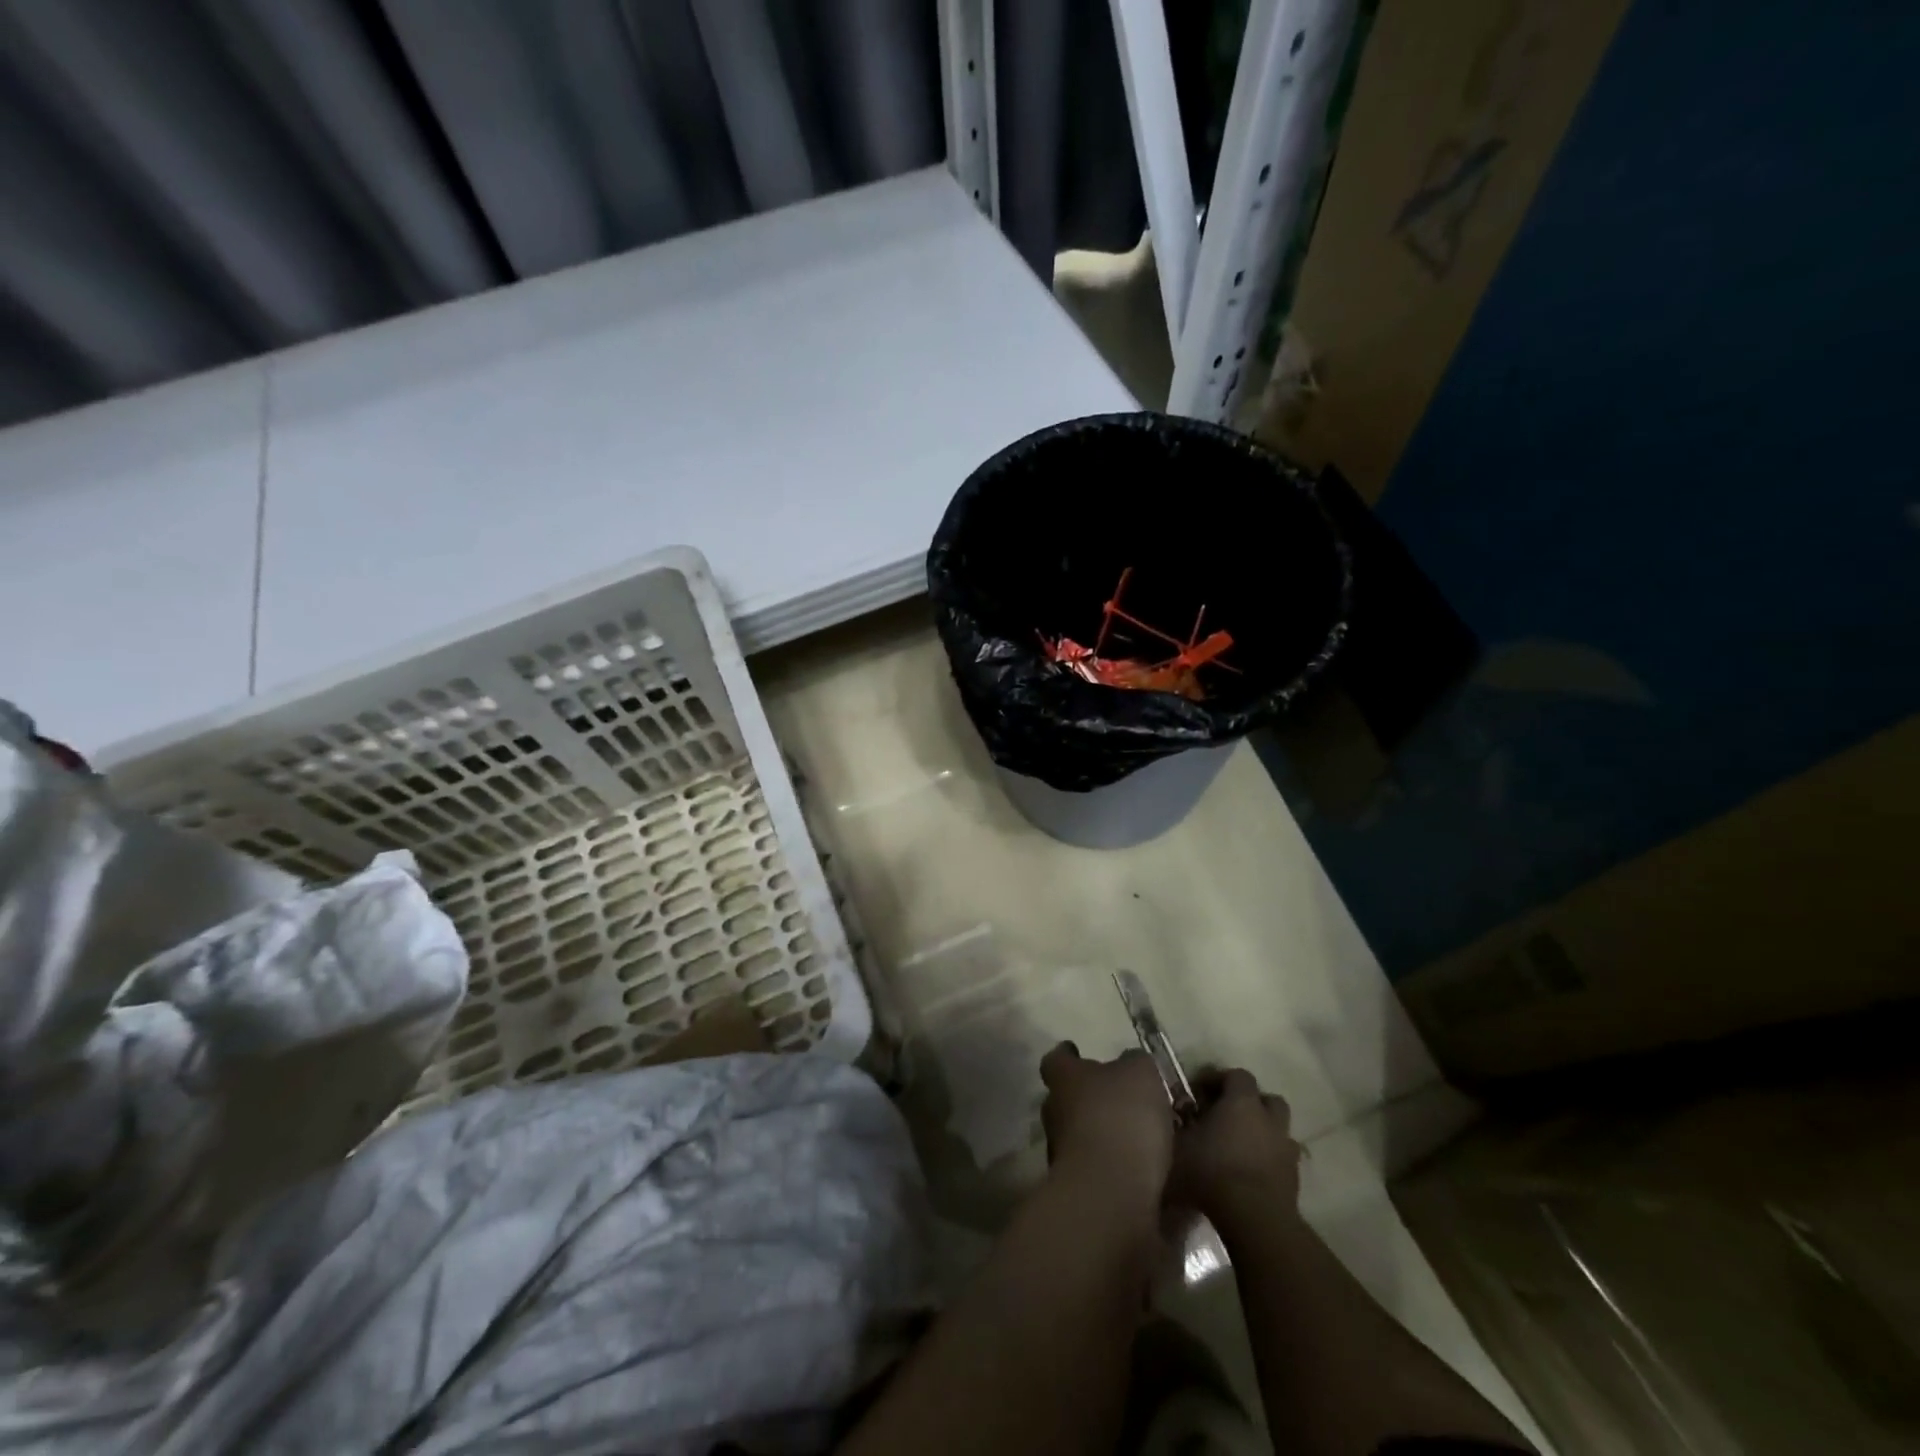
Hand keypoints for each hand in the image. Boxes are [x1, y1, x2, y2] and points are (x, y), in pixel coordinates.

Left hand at [1039, 1043, 1175, 1204]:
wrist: (1110, 1194)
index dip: (1067, 1055)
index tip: (1076, 1052)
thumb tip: (1129, 1063)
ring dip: (1099, 1135)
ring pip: (1078, 1134)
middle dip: (1086, 1098)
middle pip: (1064, 1098)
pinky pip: (1093, 1168)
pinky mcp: (1076, 1189)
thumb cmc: (1121, 1118)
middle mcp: (1054, 1111)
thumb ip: (1134, 1063)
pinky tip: (1136, 1170)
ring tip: (1133, 1138)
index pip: (1056, 1059)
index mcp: (1065, 1078)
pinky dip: (1110, 1167)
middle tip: (1115, 1099)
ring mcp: (1060, 1153)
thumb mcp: (1140, 1074)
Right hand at [1166, 1068, 1301, 1222]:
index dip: (1218, 1079)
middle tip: (1226, 1117)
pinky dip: (1269, 1161)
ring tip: (1240, 1148)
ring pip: (1278, 1130)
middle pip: (1267, 1099)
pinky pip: (1282, 1160)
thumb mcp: (1178, 1145)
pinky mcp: (1295, 1179)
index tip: (1198, 1093)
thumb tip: (1173, 1117)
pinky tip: (1250, 1175)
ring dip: (1262, 1133)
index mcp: (1242, 1102)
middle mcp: (1269, 1119)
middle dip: (1248, 1104)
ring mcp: (1286, 1149)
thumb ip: (1176, 1126)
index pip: (1237, 1075)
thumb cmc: (1211, 1172)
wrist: (1254, 1220)